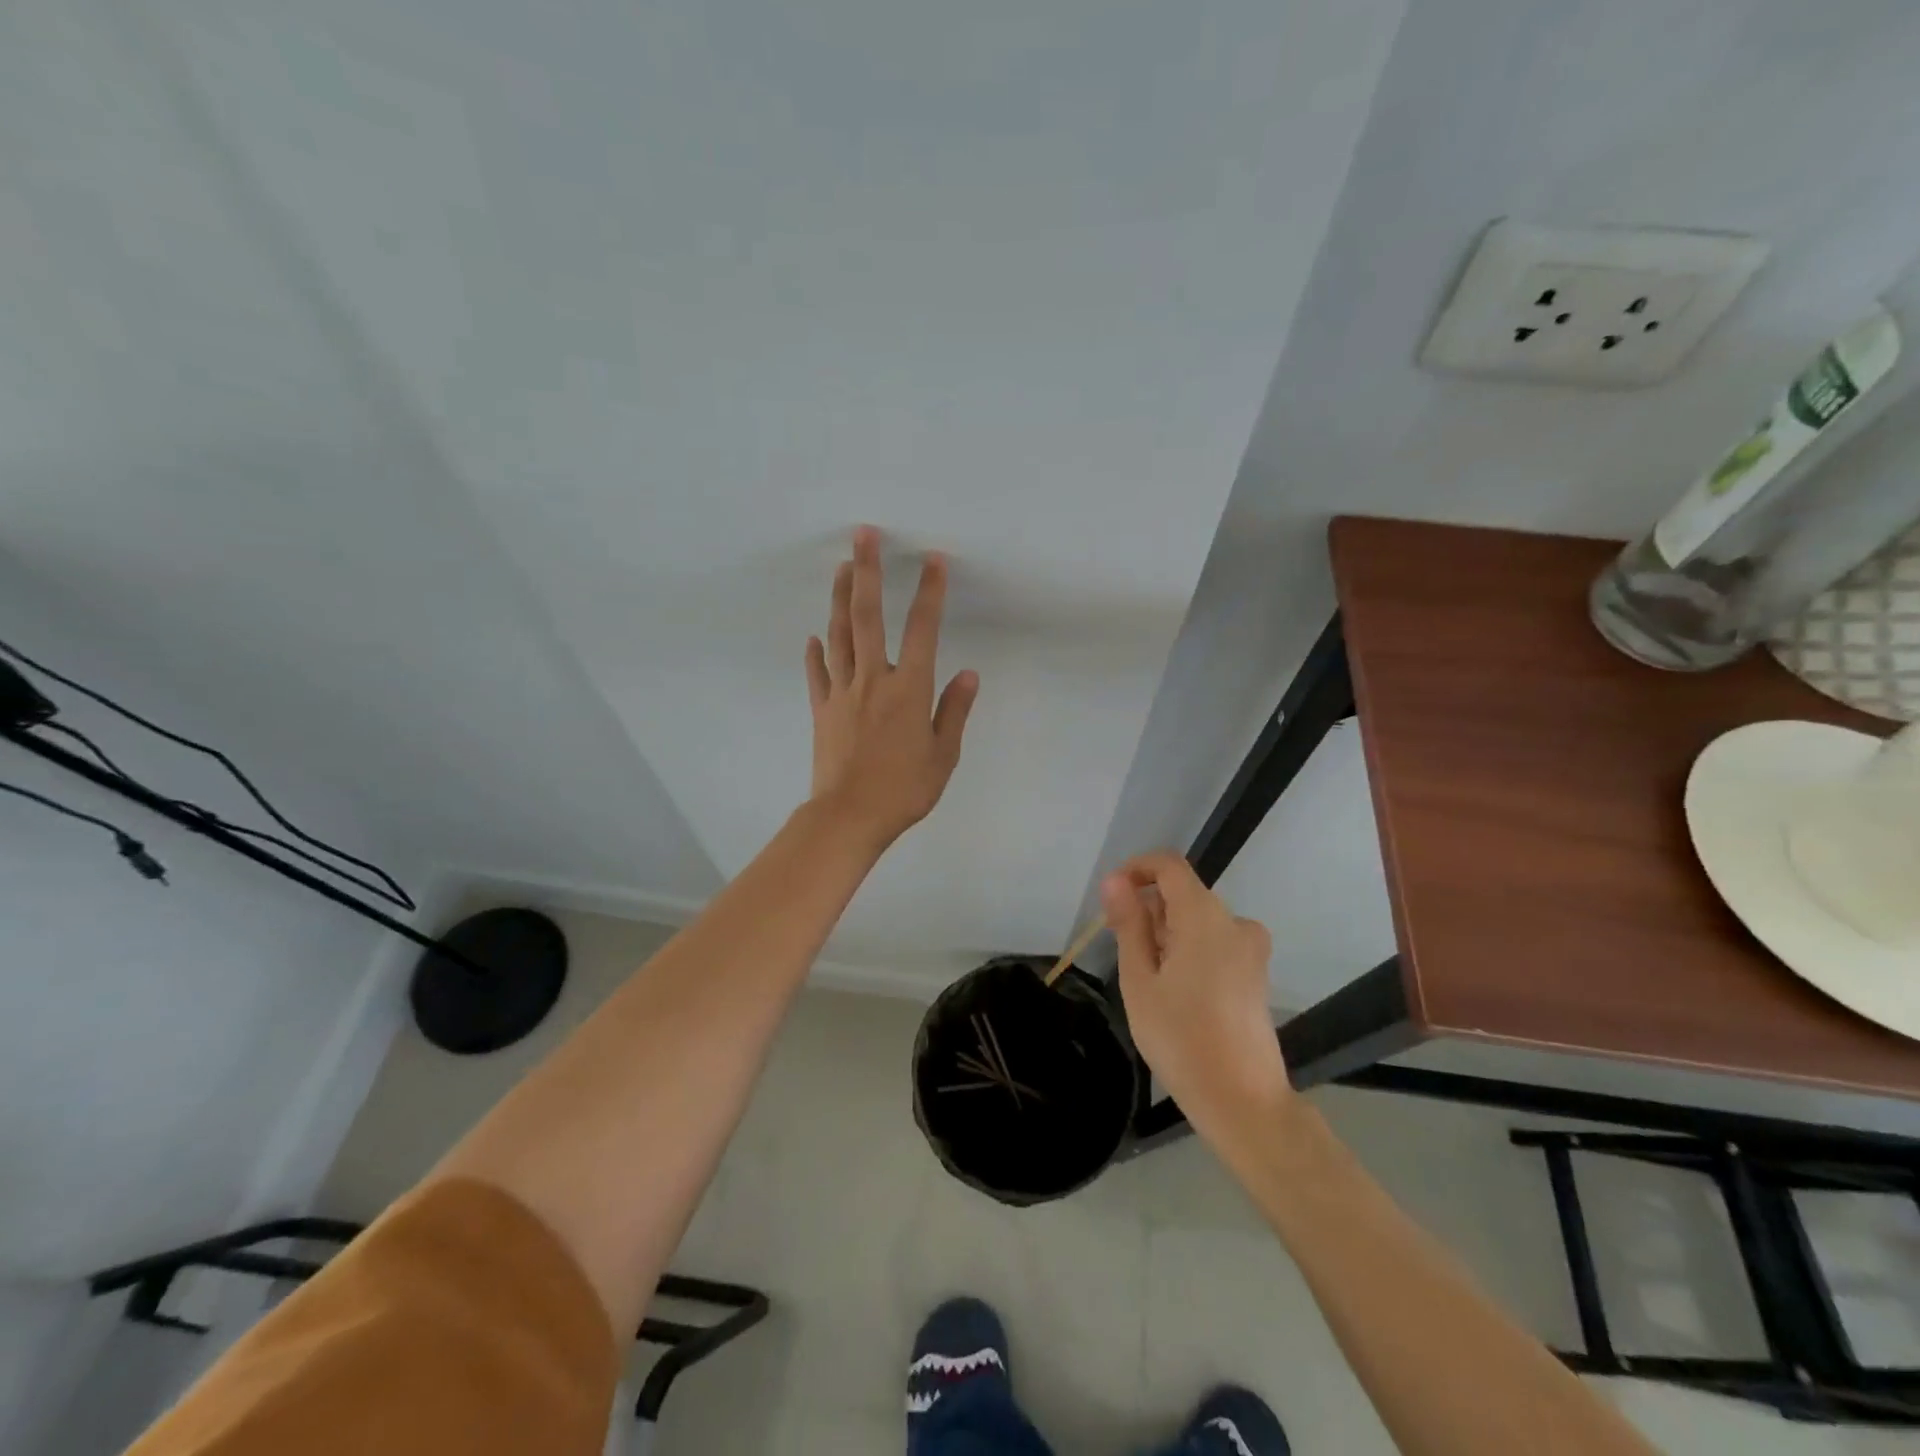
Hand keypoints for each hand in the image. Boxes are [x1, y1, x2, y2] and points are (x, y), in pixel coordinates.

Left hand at [804, 527, 978, 848]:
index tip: (933, 561)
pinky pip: (817, 673)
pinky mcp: (821, 710)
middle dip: (867, 571)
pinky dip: (815, 652)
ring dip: (839, 598)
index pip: (922, 630)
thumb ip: (954, 711)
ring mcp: (842, 693)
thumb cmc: (904, 790)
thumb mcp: (943, 755)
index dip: (930, 593)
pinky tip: (814, 636)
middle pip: (867, 616)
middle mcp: (874, 680)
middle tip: (863, 536)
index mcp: (909, 689)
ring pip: (839, 636)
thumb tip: (967, 674)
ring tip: (841, 568)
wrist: (848, 817)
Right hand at [1102, 853, 1290, 1137]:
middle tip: (1121, 949)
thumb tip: (1115, 881)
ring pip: (1198, 919)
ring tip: (1148, 978)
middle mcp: (1235, 922)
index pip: (1169, 865)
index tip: (1112, 899)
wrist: (1243, 1101)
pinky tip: (1176, 990)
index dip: (1136, 869)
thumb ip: (1129, 924)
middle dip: (1148, 908)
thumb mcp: (1140, 980)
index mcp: (1205, 917)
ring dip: (1167, 932)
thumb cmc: (1181, 1039)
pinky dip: (1189, 948)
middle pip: (1183, 893)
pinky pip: (1216, 940)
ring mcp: (1251, 948)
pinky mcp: (1256, 971)